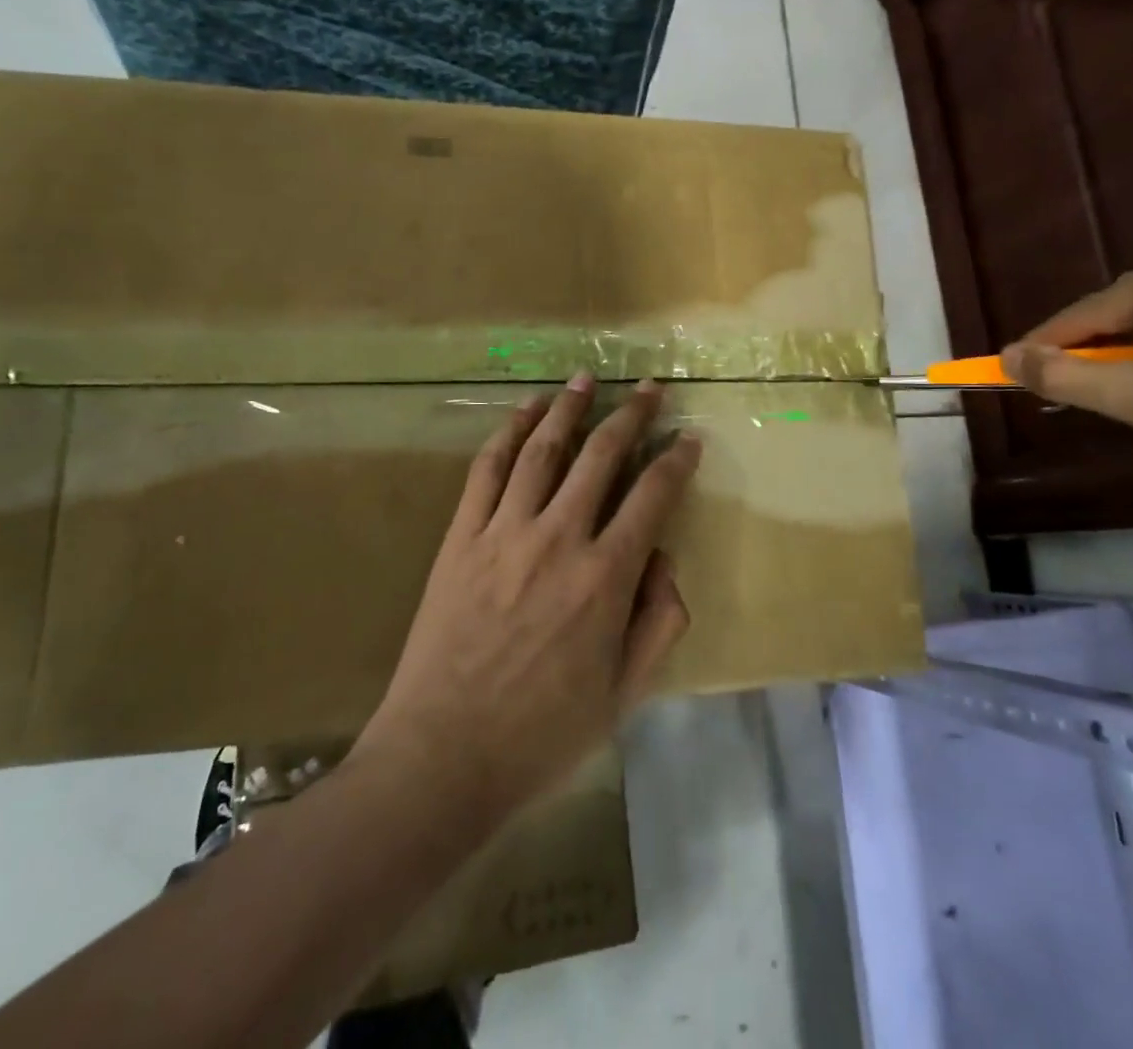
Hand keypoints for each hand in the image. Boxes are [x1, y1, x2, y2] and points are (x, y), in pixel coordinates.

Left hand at [355, 374, 699, 822]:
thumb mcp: (624, 693)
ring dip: (569, 406)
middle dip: (631, 414)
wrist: (443, 755)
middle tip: (648, 388)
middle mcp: (559, 537)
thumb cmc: (543, 734)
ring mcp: (505, 531)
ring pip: (544, 448)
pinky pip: (488, 469)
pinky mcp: (462, 535)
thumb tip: (664, 560)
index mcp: (605, 577)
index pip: (653, 496)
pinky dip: (509, 432)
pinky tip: (525, 410)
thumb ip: (659, 622)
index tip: (689, 437)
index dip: (676, 460)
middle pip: (602, 454)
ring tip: (586, 378)